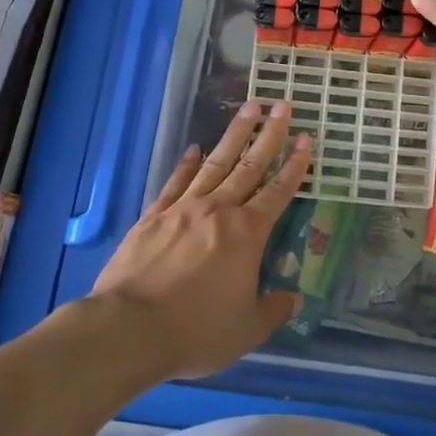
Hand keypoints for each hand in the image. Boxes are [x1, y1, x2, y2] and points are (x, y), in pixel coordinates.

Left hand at [90, 100, 311, 380]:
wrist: (129, 328)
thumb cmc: (196, 330)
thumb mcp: (247, 329)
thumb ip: (273, 310)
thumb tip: (294, 300)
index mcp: (247, 234)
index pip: (278, 192)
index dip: (295, 165)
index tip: (306, 139)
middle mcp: (219, 211)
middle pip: (249, 166)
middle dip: (269, 135)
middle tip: (282, 105)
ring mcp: (183, 209)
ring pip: (215, 163)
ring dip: (234, 135)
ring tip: (248, 108)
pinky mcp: (153, 216)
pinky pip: (176, 182)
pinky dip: (187, 163)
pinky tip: (194, 148)